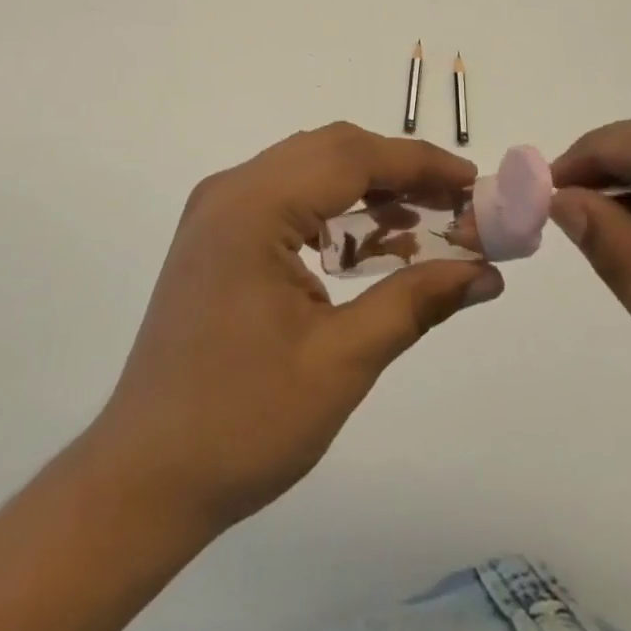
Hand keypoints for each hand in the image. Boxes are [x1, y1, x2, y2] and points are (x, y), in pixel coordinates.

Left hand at [89, 122, 501, 533]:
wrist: (143, 479)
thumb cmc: (242, 423)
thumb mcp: (341, 361)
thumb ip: (416, 301)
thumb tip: (487, 274)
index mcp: (254, 205)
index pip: (353, 156)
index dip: (421, 163)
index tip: (475, 183)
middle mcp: (231, 189)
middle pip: (332, 151)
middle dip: (399, 173)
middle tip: (458, 207)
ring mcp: (218, 210)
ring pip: (310, 170)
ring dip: (368, 190)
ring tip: (427, 225)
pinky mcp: (216, 236)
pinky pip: (287, 198)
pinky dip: (334, 212)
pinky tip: (370, 247)